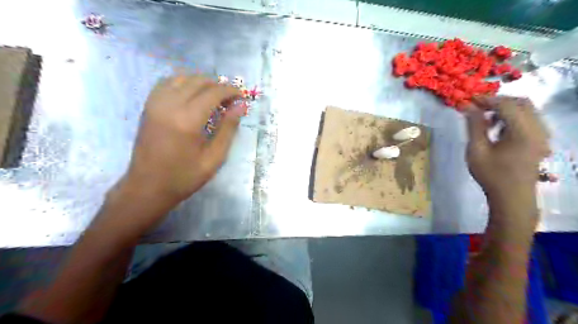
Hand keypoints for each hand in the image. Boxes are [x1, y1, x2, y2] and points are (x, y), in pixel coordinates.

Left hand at [118, 76, 240, 211]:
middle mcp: (170, 105)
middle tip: (230, 100)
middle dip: (218, 85)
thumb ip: (228, 129)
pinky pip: (166, 83)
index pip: (213, 92)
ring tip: (213, 96)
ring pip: (182, 77)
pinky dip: (183, 83)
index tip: (241, 96)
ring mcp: (155, 103)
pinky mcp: (148, 106)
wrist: (147, 187)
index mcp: (188, 120)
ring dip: (201, 82)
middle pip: (198, 81)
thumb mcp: (214, 158)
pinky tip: (192, 95)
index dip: (231, 91)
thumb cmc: (184, 176)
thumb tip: (241, 106)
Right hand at [463, 96, 550, 200]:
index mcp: (523, 132)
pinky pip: (529, 119)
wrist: (512, 197)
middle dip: (498, 101)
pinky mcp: (541, 140)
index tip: (469, 100)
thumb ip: (474, 126)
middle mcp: (538, 129)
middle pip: (522, 103)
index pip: (507, 105)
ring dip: (505, 109)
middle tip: (477, 107)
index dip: (487, 99)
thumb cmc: (491, 174)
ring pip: (527, 110)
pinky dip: (513, 117)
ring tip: (485, 120)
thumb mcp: (476, 150)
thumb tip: (467, 106)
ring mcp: (542, 135)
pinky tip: (498, 129)